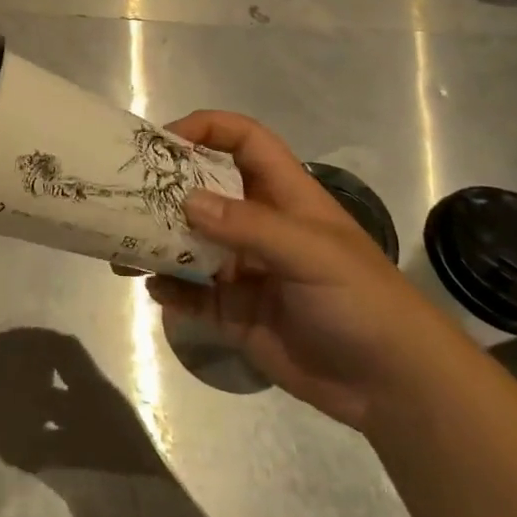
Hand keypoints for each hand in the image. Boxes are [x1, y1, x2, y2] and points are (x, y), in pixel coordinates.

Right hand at [152, 110, 462, 430]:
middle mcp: (259, 225)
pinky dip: (170, 289)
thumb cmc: (362, 301)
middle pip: (205, 189)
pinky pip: (192, 293)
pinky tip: (155, 289)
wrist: (392, 387)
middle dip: (166, 188)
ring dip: (158, 240)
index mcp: (285, 195)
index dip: (207, 129)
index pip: (244, 141)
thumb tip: (186, 200)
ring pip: (190, 242)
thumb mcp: (312, 254)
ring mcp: (244, 269)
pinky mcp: (235, 311)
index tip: (163, 141)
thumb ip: (249, 226)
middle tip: (124, 193)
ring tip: (124, 246)